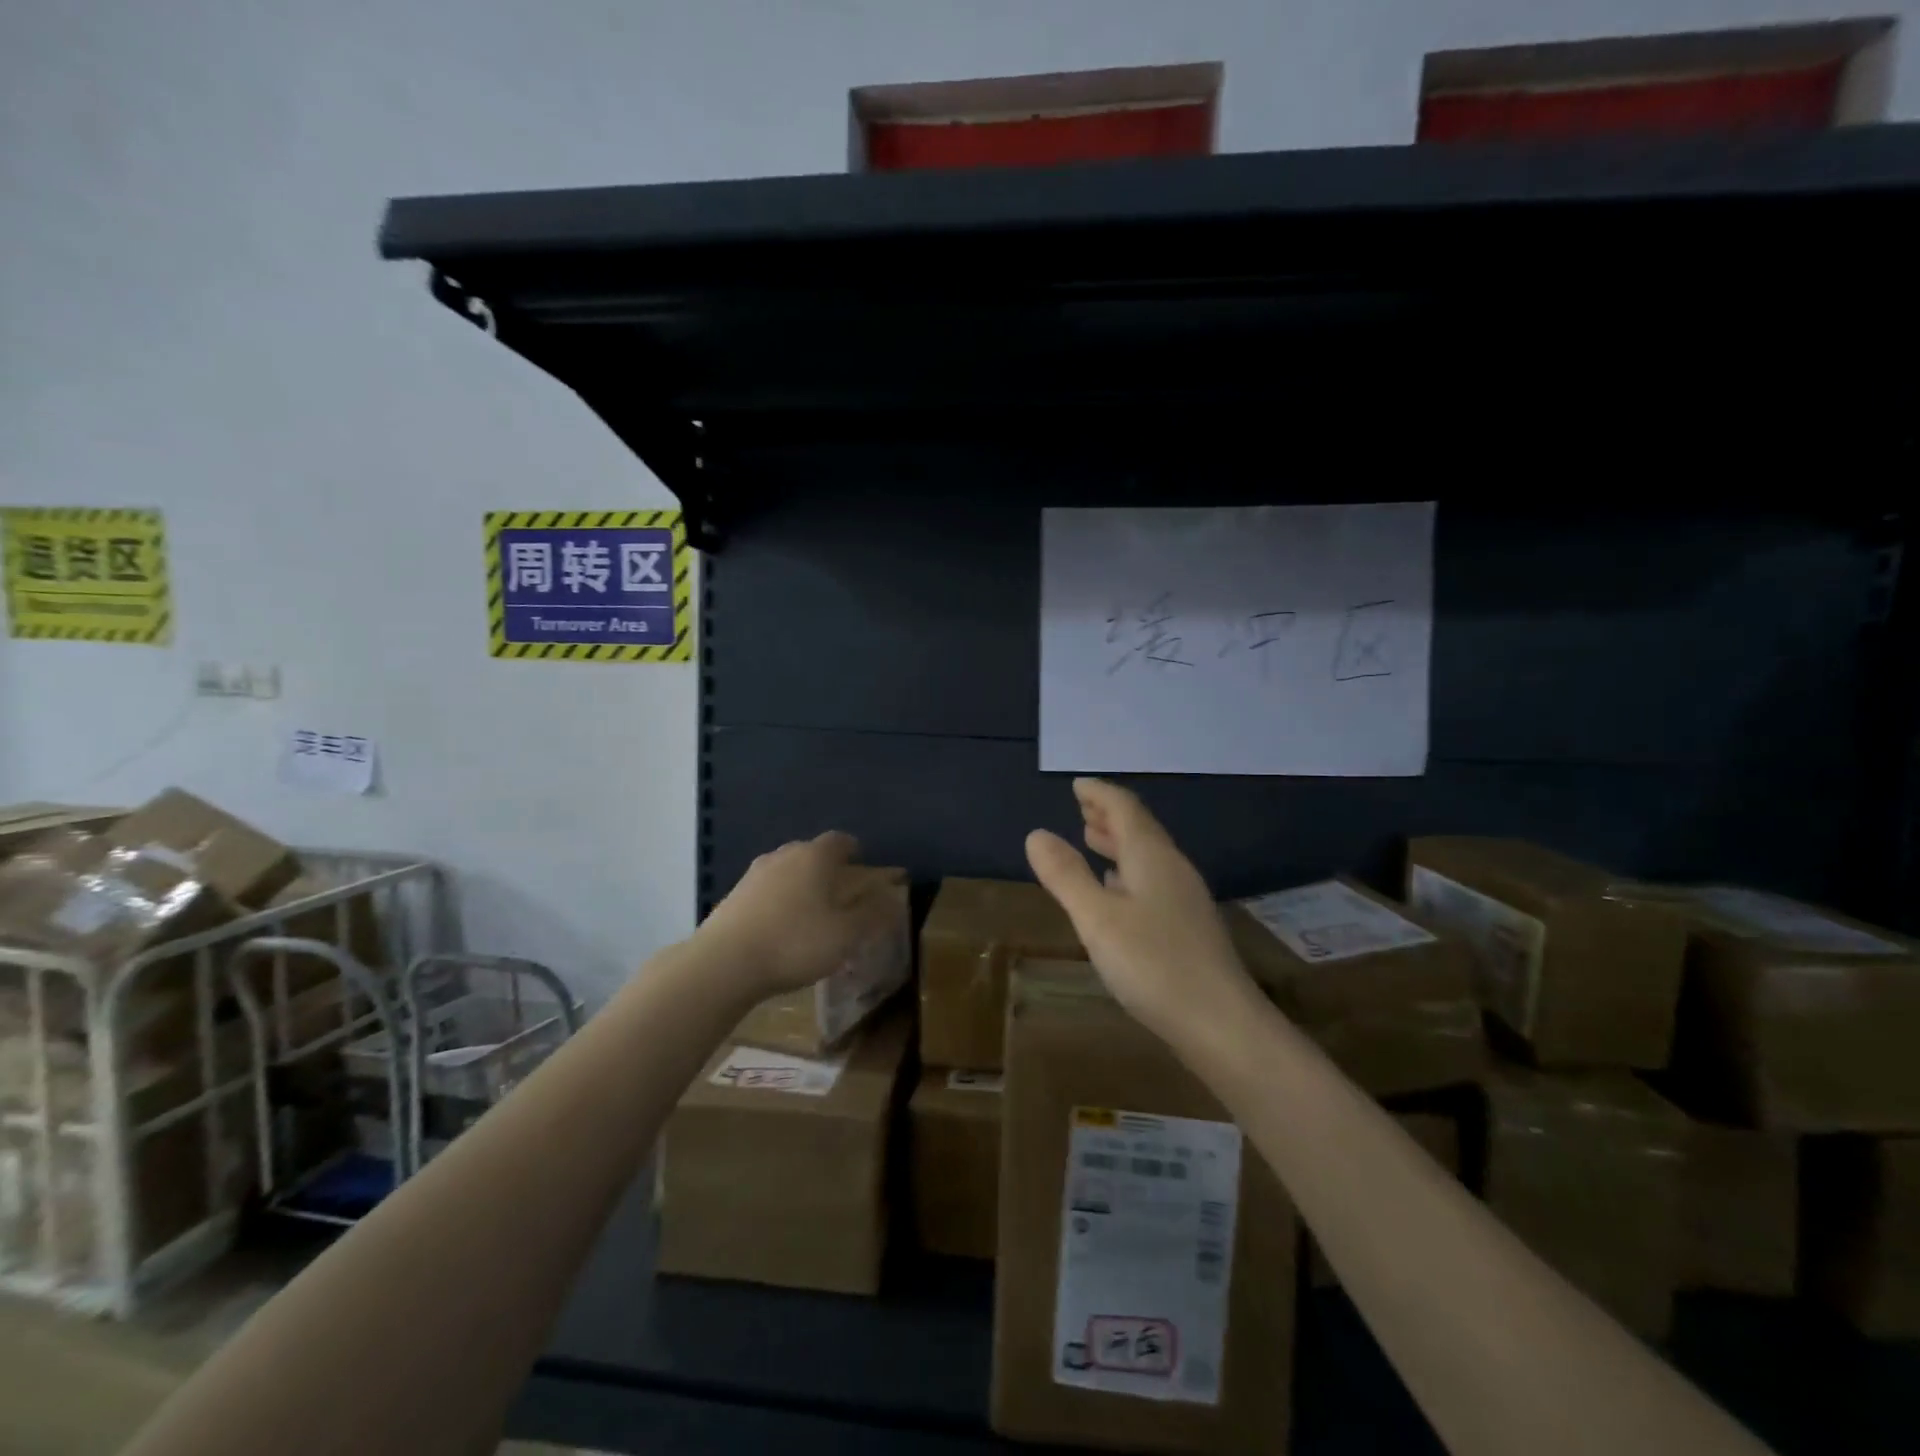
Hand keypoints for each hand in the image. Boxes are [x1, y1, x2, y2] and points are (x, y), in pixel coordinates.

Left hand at [696, 832, 891, 997]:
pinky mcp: (734, 896)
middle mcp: (784, 855)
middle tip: (841, 893)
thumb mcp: (847, 935)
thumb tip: (892, 897)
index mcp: (815, 856)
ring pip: (787, 871)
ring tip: (811, 913)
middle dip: (828, 869)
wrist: (724, 963)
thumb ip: (872, 914)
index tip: (863, 865)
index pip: (841, 840)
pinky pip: (767, 891)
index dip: (855, 851)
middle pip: (812, 853)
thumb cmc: (795, 943)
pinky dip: (779, 902)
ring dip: (801, 886)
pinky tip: (781, 928)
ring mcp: (754, 874)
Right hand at [1026, 778, 1254, 1042]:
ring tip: (1092, 839)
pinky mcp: (1188, 927)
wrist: (1221, 1024)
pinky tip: (1118, 889)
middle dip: (1109, 816)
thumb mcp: (1097, 918)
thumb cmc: (1153, 964)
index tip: (1077, 785)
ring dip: (1119, 843)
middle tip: (1082, 808)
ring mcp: (1184, 899)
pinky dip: (1128, 872)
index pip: (1125, 808)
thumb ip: (1066, 875)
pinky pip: (1153, 881)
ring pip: (1147, 856)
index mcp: (1152, 857)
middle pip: (1140, 829)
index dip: (1100, 794)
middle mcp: (1172, 869)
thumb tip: (1036, 834)